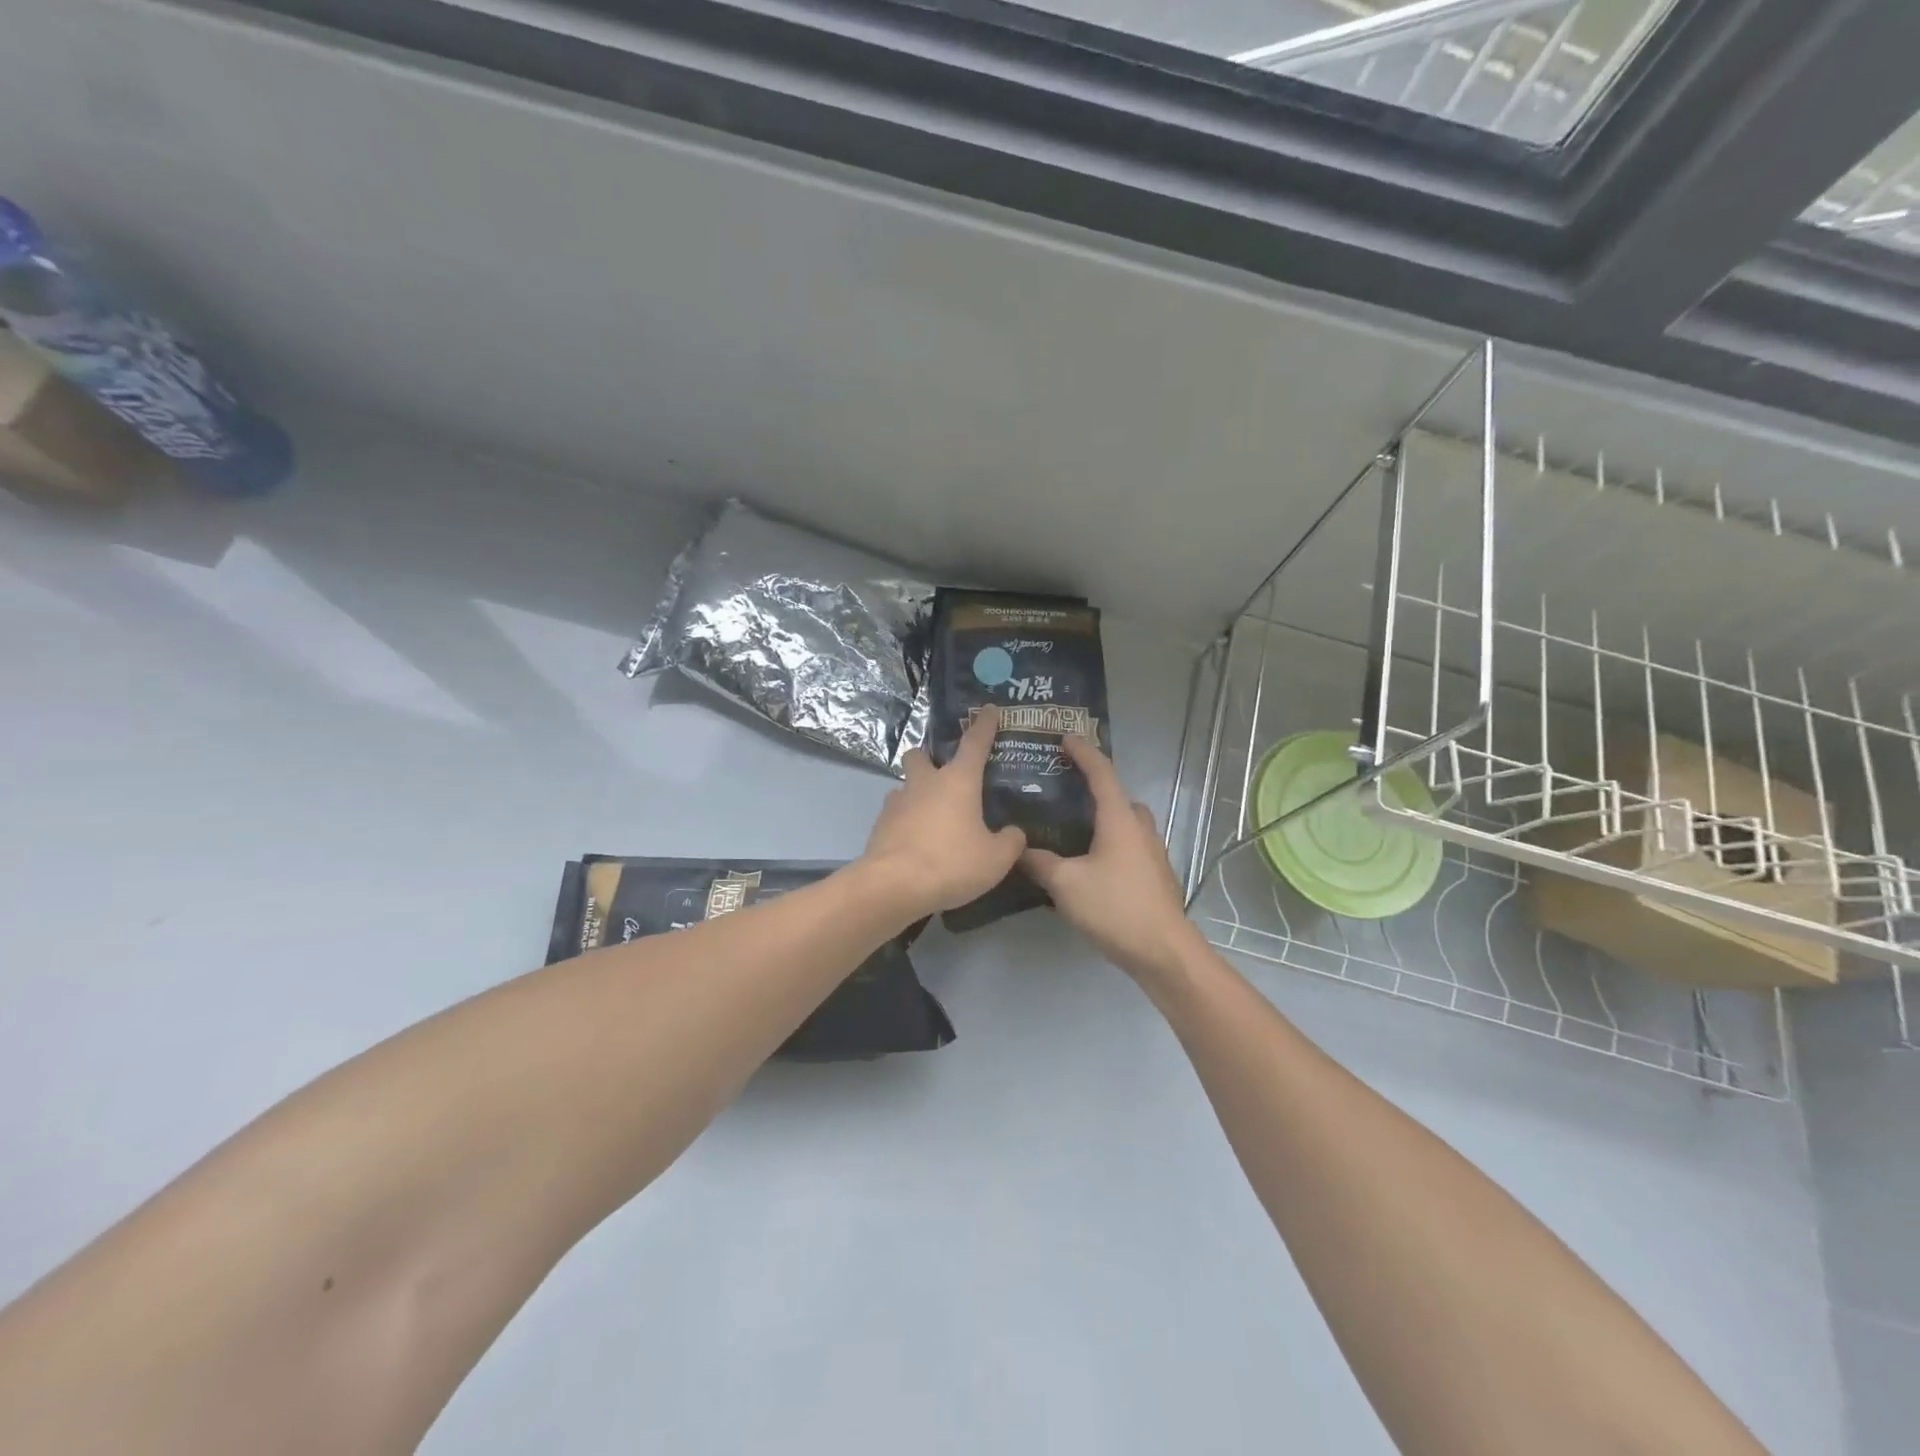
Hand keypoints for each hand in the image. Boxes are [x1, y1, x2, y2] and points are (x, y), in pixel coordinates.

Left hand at [859, 707, 1026, 919]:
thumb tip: (1013, 833)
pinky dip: (906, 822)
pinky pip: (895, 814)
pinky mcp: (879, 825)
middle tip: (944, 777)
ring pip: (905, 786)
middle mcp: (925, 783)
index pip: (975, 743)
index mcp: (958, 781)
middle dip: (929, 759)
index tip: (989, 709)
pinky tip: (917, 842)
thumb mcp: (996, 859)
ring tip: (933, 818)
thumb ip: (1010, 842)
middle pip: (920, 755)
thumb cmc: (951, 863)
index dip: (984, 725)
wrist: (894, 885)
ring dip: (916, 795)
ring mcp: (897, 802)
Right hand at [1020, 734, 1202, 986]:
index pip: (1101, 772)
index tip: (1064, 738)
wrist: (1163, 951)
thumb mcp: (1066, 884)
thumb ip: (1040, 863)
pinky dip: (1111, 843)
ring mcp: (1153, 852)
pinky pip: (1130, 845)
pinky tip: (1090, 865)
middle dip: (1094, 789)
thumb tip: (1019, 849)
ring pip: (1126, 823)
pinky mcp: (1156, 875)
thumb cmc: (1115, 908)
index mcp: (1119, 819)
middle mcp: (1140, 828)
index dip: (1083, 752)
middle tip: (1063, 794)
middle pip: (1117, 797)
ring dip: (1104, 819)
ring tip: (1072, 832)